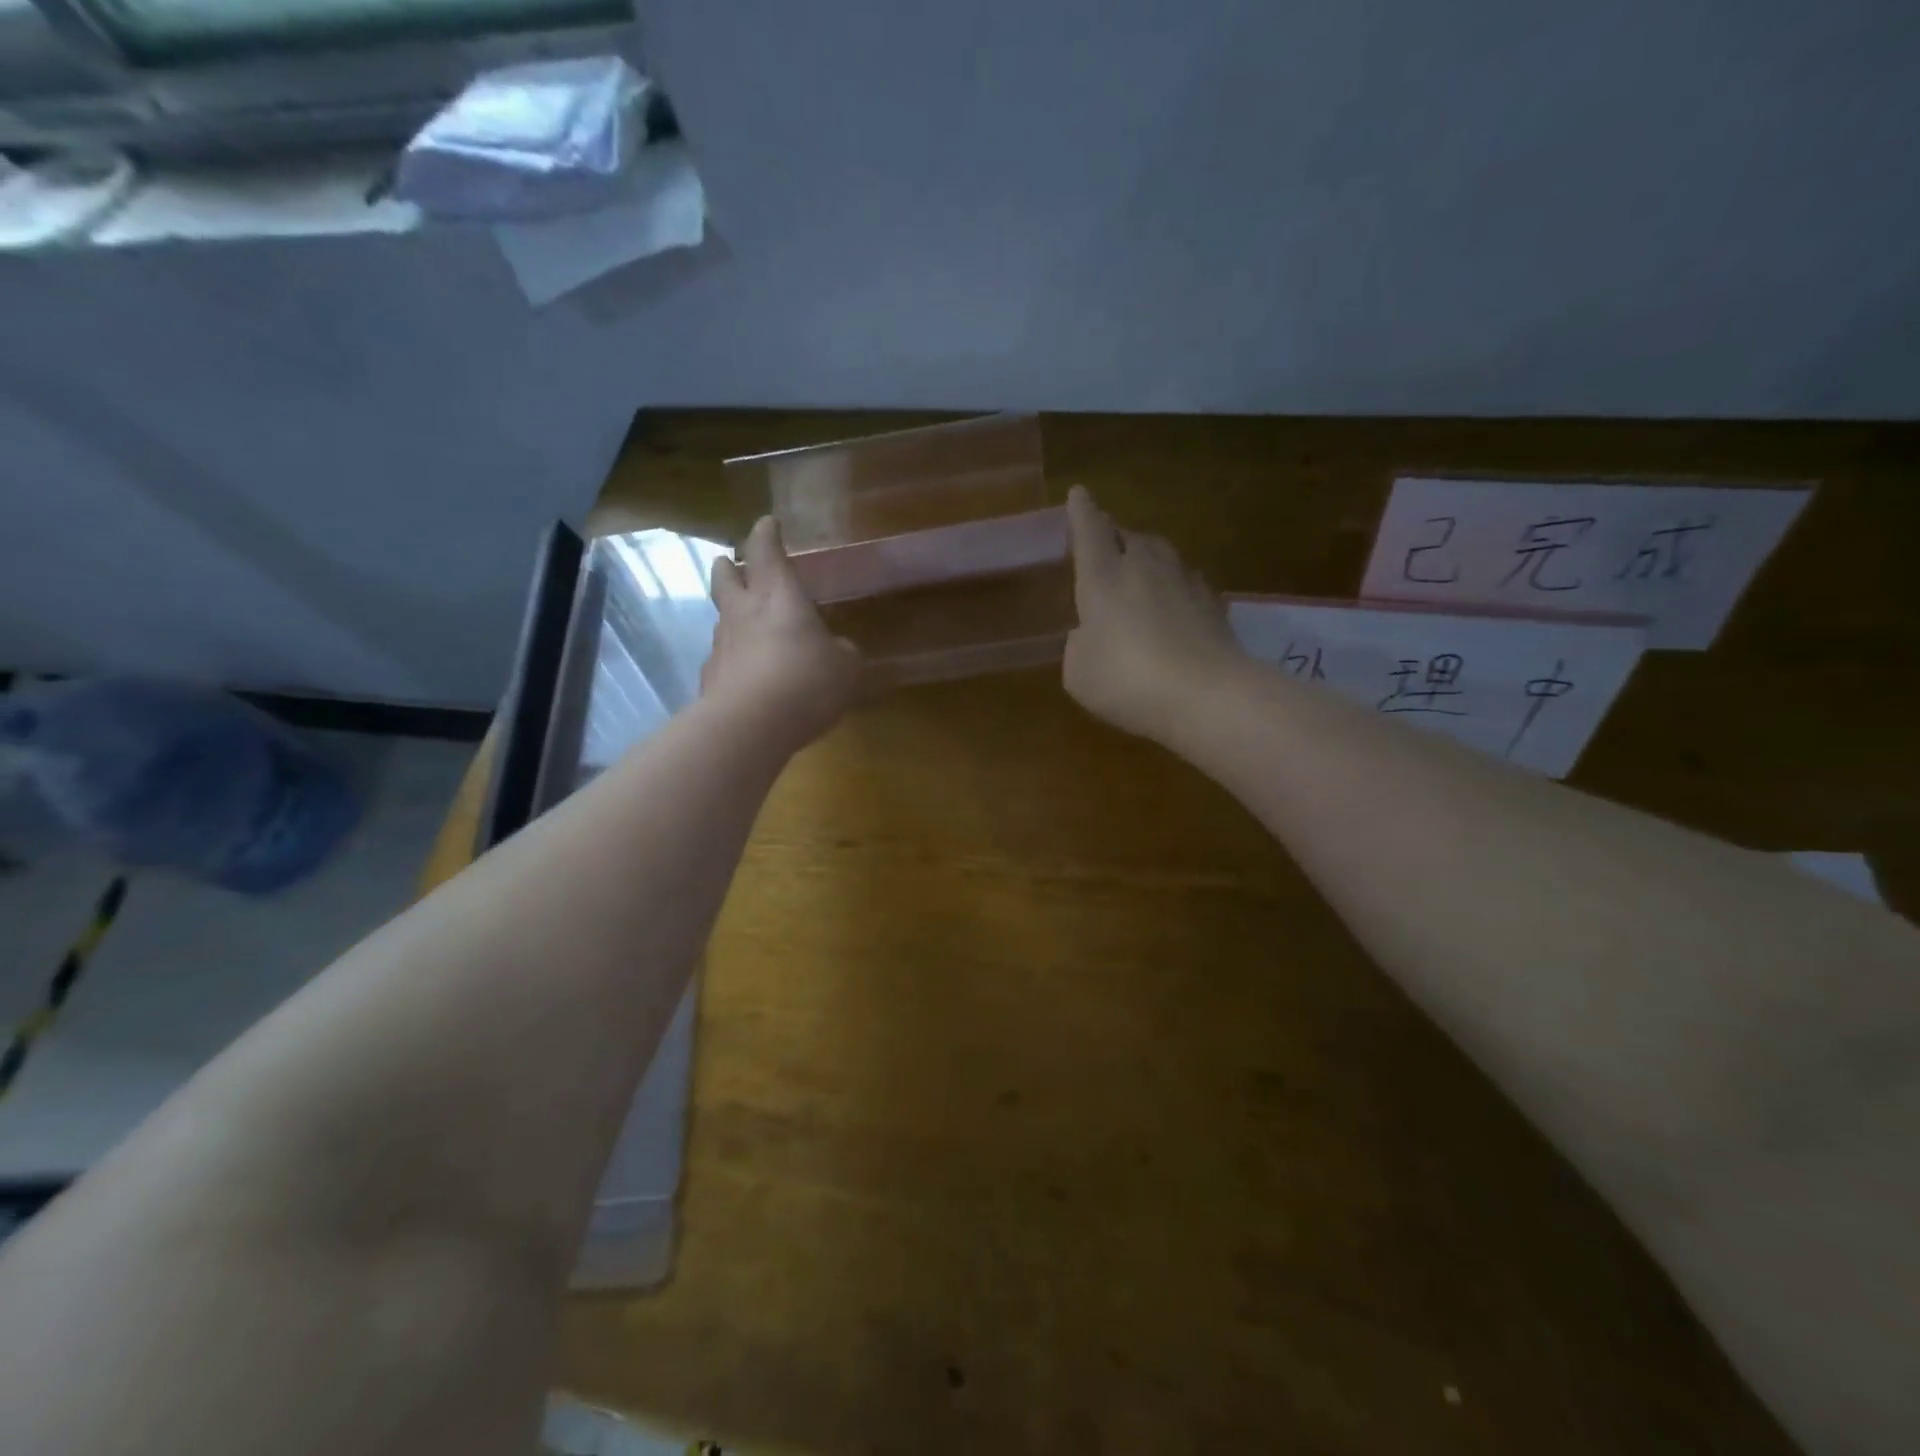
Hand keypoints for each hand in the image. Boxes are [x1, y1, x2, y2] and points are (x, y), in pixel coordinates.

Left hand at [706, 516, 861, 748]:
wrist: (749, 726)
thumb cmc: (806, 682)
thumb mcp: (845, 667)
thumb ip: (842, 652)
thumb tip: (837, 650)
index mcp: (779, 596)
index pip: (766, 551)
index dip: (767, 535)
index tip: (767, 524)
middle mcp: (744, 612)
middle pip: (727, 577)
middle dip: (730, 566)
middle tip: (731, 562)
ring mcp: (722, 645)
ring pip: (722, 618)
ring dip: (731, 614)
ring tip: (745, 624)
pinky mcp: (710, 679)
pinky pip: (722, 658)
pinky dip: (733, 658)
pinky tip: (746, 674)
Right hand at [1062, 485, 1243, 742]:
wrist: (1208, 695)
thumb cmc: (1127, 680)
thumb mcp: (1079, 673)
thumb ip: (1079, 646)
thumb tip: (1090, 634)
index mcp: (1103, 577)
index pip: (1089, 531)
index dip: (1081, 512)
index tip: (1079, 492)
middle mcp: (1144, 568)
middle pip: (1128, 536)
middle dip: (1113, 535)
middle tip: (1105, 541)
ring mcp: (1183, 582)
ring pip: (1161, 553)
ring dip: (1146, 555)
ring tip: (1139, 566)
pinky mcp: (1213, 604)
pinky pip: (1187, 581)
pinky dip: (1174, 584)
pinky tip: (1174, 600)